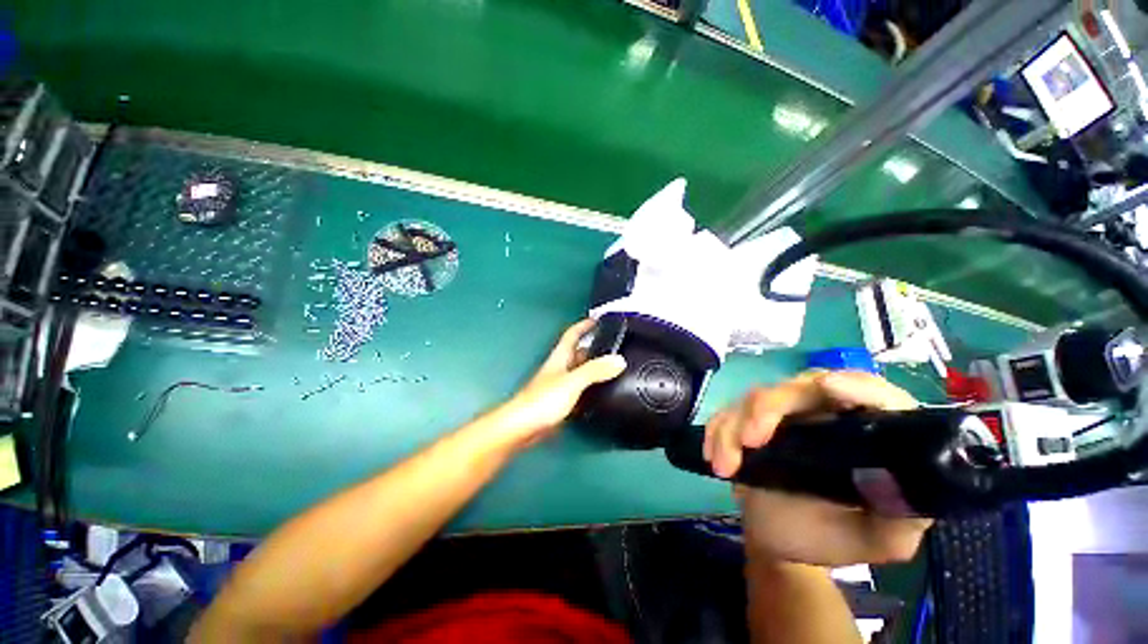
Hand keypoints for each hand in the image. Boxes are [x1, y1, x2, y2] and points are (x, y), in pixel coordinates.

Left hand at [486, 319, 625, 449]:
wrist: (522, 428)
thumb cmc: (543, 400)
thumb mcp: (572, 381)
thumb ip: (595, 370)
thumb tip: (619, 360)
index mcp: (560, 357)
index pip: (572, 334)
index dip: (584, 325)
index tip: (598, 320)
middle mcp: (560, 368)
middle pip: (578, 353)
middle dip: (593, 348)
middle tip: (613, 347)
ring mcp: (559, 386)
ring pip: (579, 371)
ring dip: (593, 368)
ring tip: (613, 369)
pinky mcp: (560, 402)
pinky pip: (579, 390)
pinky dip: (590, 389)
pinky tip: (601, 394)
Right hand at [705, 371, 932, 566]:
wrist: (780, 540)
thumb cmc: (832, 538)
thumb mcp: (880, 539)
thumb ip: (900, 515)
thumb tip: (893, 479)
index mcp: (868, 434)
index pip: (874, 394)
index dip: (856, 385)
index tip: (829, 388)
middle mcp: (825, 413)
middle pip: (801, 386)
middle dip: (770, 407)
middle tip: (751, 440)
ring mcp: (783, 414)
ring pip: (756, 397)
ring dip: (734, 425)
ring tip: (726, 466)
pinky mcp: (749, 419)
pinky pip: (728, 411)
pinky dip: (718, 431)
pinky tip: (714, 457)